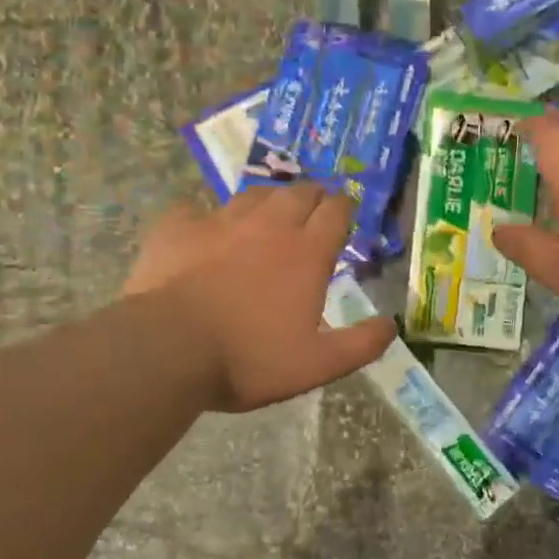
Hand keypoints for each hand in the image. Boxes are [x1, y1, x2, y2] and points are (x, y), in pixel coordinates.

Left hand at [125, 186, 395, 411]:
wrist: (166, 350)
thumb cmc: (249, 358)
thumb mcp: (317, 365)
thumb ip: (361, 345)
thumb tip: (391, 325)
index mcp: (306, 252)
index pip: (336, 211)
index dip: (344, 209)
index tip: (345, 215)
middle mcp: (268, 226)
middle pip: (298, 193)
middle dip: (312, 197)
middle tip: (312, 211)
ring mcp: (220, 222)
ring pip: (252, 195)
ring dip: (267, 202)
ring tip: (267, 215)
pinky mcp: (178, 228)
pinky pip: (195, 209)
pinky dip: (205, 217)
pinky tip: (201, 229)